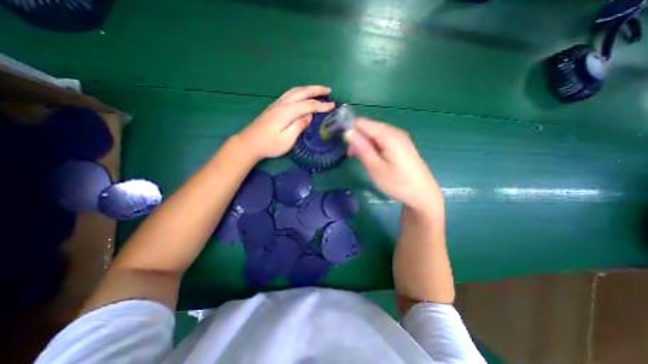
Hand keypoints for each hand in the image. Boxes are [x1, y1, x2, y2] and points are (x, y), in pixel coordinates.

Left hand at [237, 85, 332, 158]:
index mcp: (287, 112)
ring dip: (308, 89)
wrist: (249, 143)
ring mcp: (277, 104)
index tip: (333, 106)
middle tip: (328, 90)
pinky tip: (302, 95)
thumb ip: (299, 126)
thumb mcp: (287, 140)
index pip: (308, 105)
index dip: (321, 105)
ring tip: (318, 90)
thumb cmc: (269, 145)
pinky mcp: (274, 107)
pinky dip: (300, 92)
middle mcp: (282, 104)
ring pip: (295, 91)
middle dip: (316, 90)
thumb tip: (309, 116)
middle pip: (302, 92)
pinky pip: (289, 94)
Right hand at [350, 118, 446, 212]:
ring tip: (362, 160)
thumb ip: (362, 149)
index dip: (349, 129)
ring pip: (374, 134)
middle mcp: (395, 131)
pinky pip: (382, 140)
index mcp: (389, 135)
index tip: (343, 144)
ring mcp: (399, 138)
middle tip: (352, 156)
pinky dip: (373, 146)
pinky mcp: (401, 145)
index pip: (362, 122)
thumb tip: (348, 133)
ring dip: (364, 144)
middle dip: (357, 138)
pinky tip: (373, 159)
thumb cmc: (398, 183)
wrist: (423, 195)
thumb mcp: (376, 168)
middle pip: (369, 127)